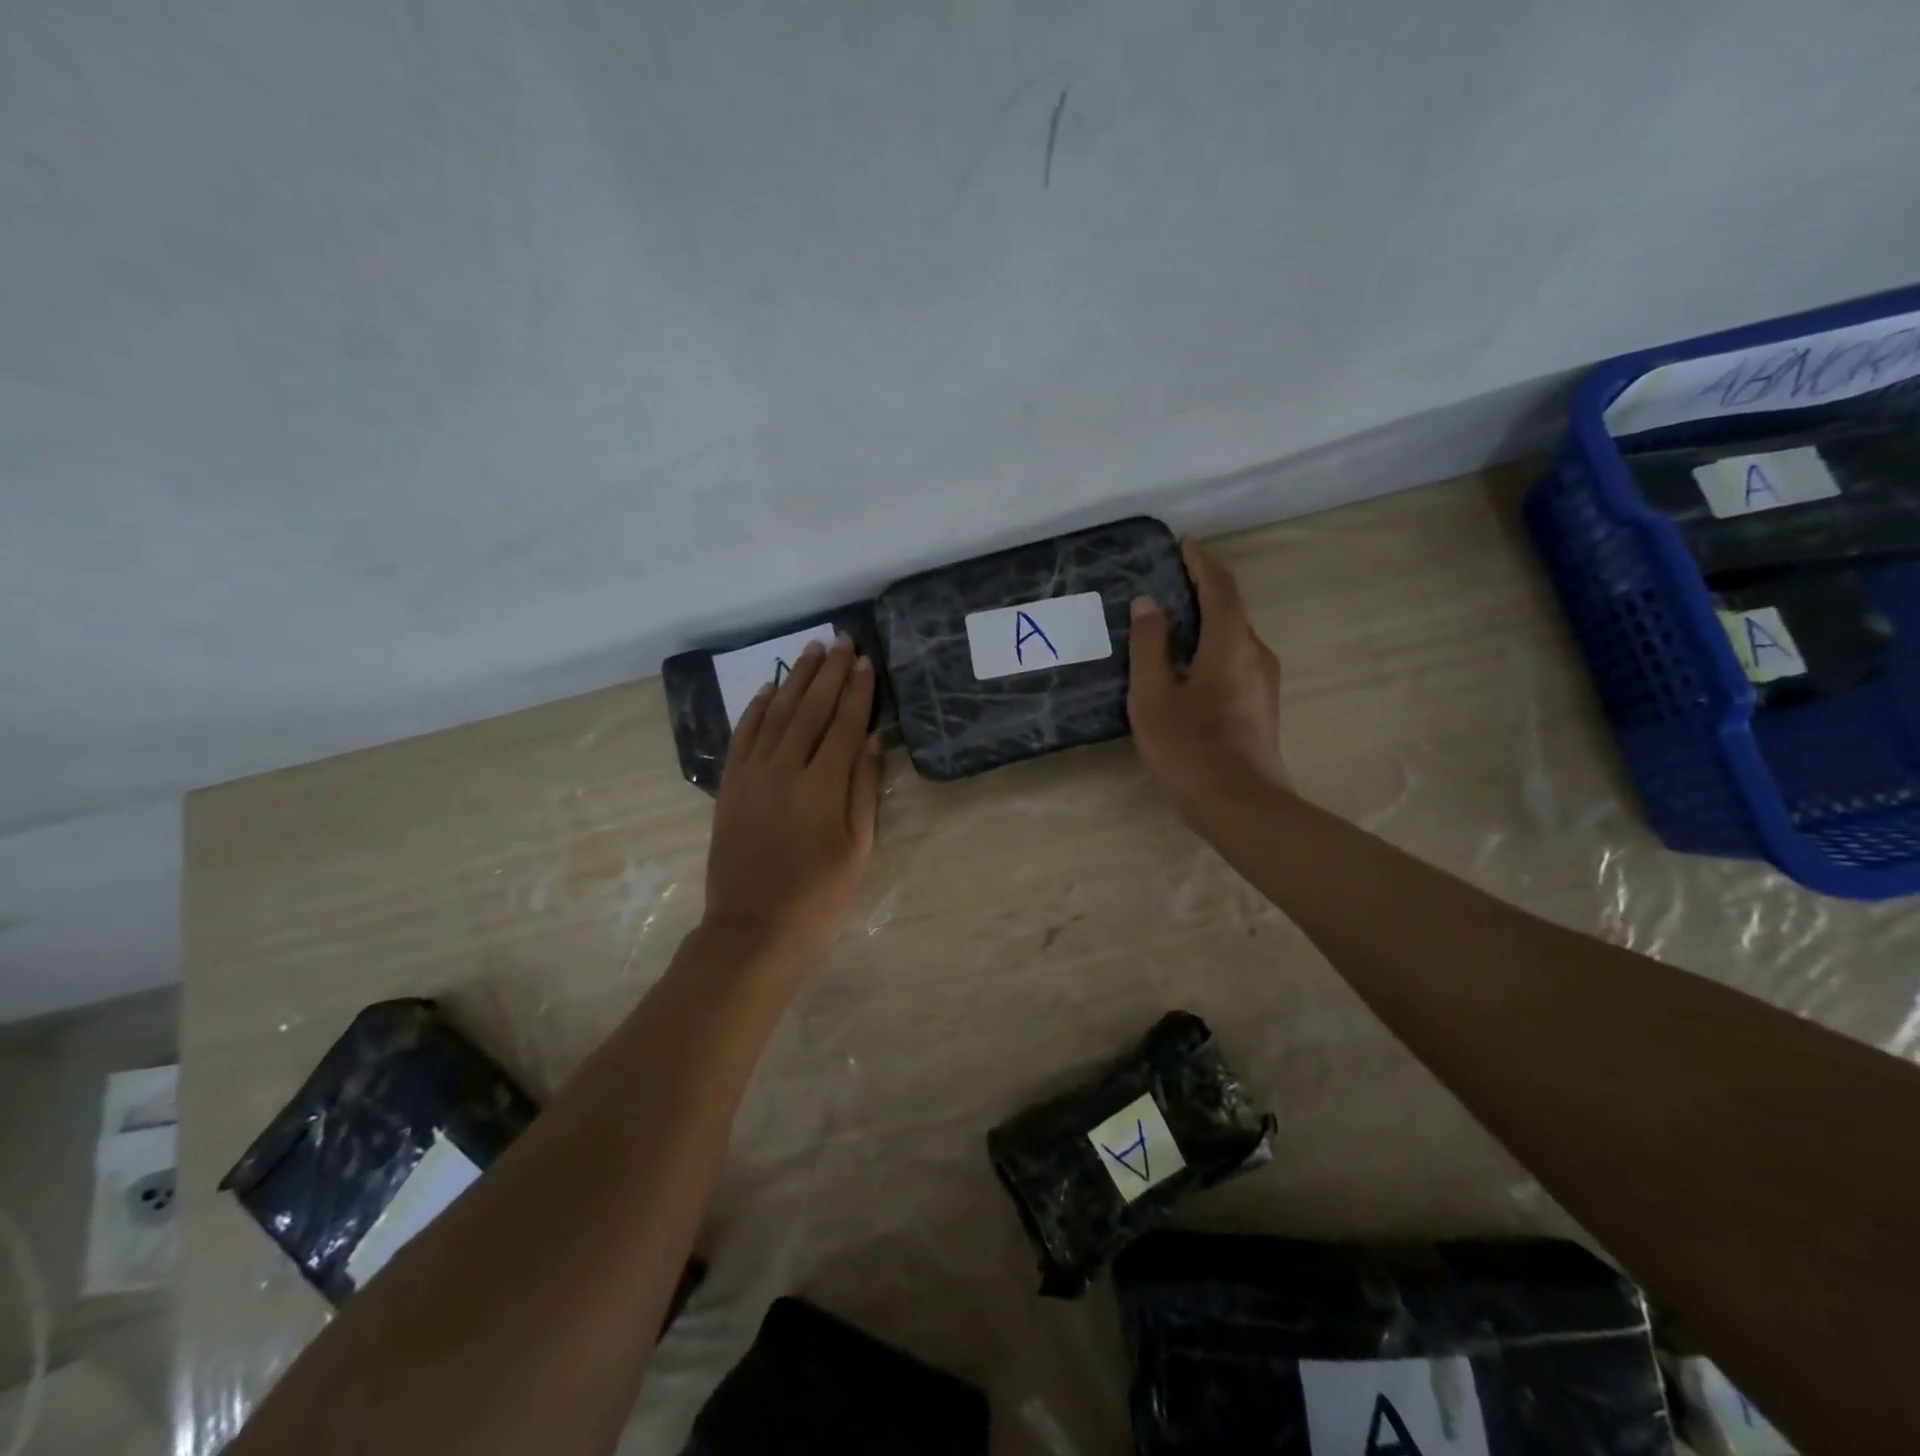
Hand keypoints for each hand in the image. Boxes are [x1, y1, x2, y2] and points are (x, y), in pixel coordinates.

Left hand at [704, 634, 882, 964]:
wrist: (753, 928)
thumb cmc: (819, 894)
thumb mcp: (858, 846)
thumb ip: (864, 787)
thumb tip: (872, 738)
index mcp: (823, 784)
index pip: (845, 723)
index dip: (858, 690)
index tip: (867, 661)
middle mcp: (786, 767)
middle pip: (811, 708)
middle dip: (830, 671)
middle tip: (843, 640)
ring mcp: (752, 773)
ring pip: (778, 713)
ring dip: (796, 678)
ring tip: (812, 650)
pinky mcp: (730, 785)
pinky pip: (743, 734)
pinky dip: (757, 708)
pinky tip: (769, 688)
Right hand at [1128, 536, 1287, 815]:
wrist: (1241, 806)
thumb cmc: (1190, 747)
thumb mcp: (1153, 695)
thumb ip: (1149, 645)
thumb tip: (1148, 604)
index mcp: (1231, 643)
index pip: (1220, 587)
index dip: (1201, 562)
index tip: (1184, 542)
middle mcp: (1255, 654)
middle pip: (1231, 609)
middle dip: (1203, 588)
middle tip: (1170, 579)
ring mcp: (1263, 682)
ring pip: (1234, 636)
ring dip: (1207, 620)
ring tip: (1173, 620)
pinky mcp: (1260, 706)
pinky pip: (1235, 660)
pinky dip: (1212, 646)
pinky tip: (1187, 664)